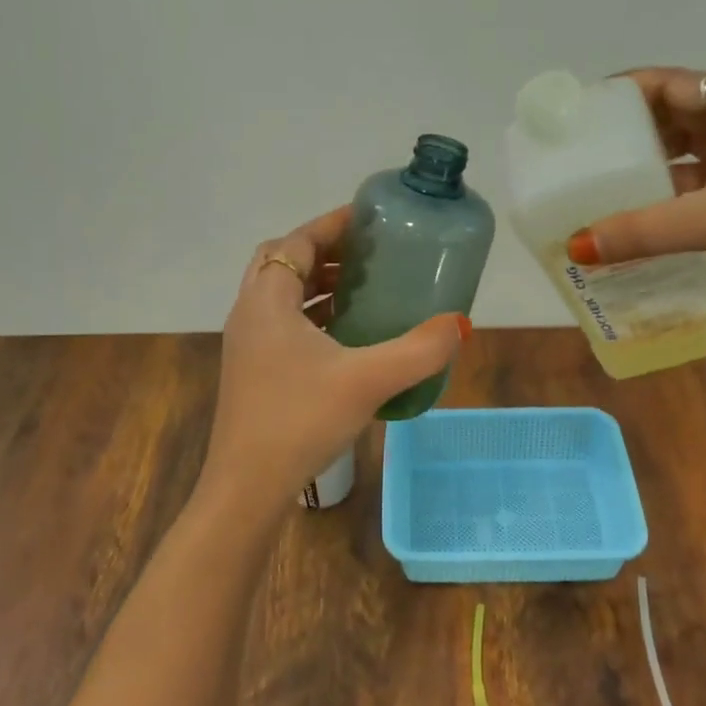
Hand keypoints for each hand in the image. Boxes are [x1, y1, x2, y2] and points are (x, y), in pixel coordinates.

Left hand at [198, 206, 470, 513]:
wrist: (247, 486)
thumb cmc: (300, 420)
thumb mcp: (367, 381)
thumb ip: (418, 351)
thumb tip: (459, 325)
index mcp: (267, 301)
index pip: (296, 241)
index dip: (331, 225)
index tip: (369, 219)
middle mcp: (250, 314)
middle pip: (284, 263)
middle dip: (325, 252)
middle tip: (368, 255)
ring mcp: (248, 346)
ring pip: (281, 296)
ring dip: (319, 285)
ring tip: (364, 289)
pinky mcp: (253, 372)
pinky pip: (283, 325)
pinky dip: (313, 316)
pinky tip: (347, 338)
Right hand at [567, 69, 705, 304]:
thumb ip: (645, 230)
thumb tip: (576, 246)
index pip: (669, 82)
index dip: (622, 92)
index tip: (581, 113)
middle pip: (676, 114)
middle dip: (630, 132)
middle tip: (582, 153)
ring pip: (689, 149)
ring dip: (651, 165)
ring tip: (602, 183)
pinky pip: (702, 178)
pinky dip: (673, 191)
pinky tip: (642, 212)